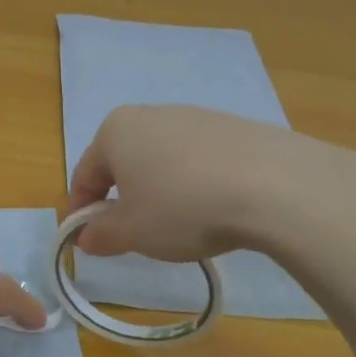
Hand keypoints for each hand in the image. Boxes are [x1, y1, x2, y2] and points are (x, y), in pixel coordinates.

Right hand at [65, 105, 355, 261]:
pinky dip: (194, 184)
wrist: (274, 185)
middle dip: (122, 199)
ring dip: (159, 191)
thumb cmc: (183, 207)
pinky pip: (198, 160)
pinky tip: (213, 209)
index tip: (87, 241)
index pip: (84, 174)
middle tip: (132, 236)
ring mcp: (194, 116)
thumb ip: (100, 234)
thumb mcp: (132, 232)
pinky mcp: (232, 126)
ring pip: (161, 160)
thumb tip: (86, 235)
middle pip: (123, 163)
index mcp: (115, 131)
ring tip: (178, 226)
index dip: (81, 211)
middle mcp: (150, 114)